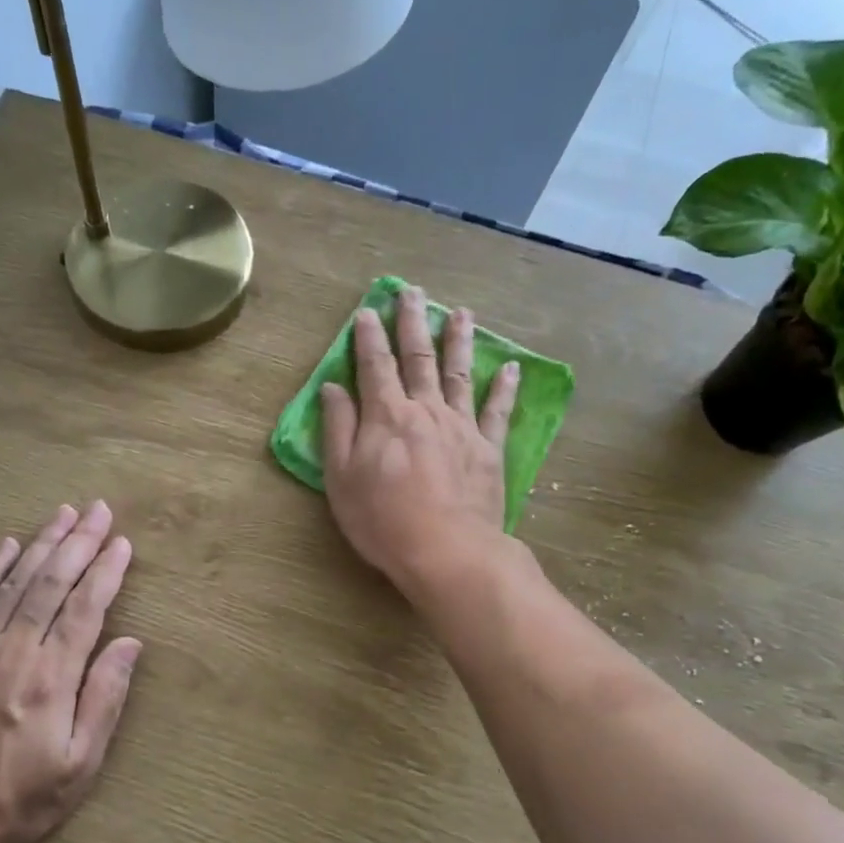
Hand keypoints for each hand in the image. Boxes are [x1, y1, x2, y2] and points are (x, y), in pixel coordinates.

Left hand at [0, 502, 141, 842]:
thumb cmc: (17, 797)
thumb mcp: (79, 765)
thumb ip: (105, 699)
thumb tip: (131, 644)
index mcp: (53, 677)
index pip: (86, 608)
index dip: (106, 571)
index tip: (122, 543)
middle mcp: (16, 650)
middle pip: (53, 582)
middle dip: (79, 542)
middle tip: (99, 510)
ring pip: (16, 581)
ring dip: (43, 543)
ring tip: (64, 513)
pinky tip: (9, 544)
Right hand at [321, 286, 518, 596]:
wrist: (445, 550)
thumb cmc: (382, 519)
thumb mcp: (341, 477)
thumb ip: (338, 428)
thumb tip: (333, 387)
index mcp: (386, 415)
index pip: (374, 365)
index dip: (369, 336)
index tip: (367, 311)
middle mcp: (425, 409)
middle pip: (418, 357)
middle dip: (413, 322)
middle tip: (413, 292)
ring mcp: (461, 426)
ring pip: (459, 373)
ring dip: (459, 340)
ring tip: (461, 313)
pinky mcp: (488, 449)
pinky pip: (497, 411)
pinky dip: (504, 387)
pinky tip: (510, 367)